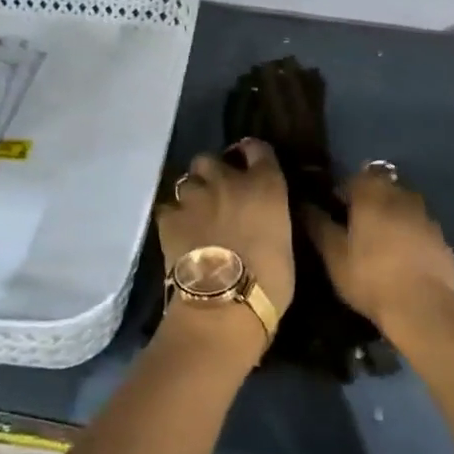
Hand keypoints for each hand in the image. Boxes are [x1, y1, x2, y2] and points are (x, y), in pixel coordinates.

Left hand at [156, 138, 295, 326]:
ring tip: (195, 216)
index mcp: (265, 185)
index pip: (258, 148)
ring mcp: (195, 196)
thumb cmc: (270, 282)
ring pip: (187, 181)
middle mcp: (228, 180)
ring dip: (192, 195)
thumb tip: (261, 218)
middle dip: (212, 173)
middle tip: (217, 195)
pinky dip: (173, 218)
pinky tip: (177, 234)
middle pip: (211, 158)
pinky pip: (168, 208)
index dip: (251, 154)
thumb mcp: (285, 241)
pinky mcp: (169, 216)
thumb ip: (270, 217)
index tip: (249, 165)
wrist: (224, 305)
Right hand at [305, 164, 453, 340]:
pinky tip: (404, 256)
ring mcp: (426, 217)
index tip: (335, 208)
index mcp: (373, 195)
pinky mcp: (442, 240)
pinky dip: (411, 233)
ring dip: (392, 213)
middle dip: (370, 198)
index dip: (343, 189)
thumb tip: (304, 205)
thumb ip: (318, 225)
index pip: (355, 176)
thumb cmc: (370, 278)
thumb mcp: (334, 255)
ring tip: (381, 238)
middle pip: (383, 185)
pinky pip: (421, 226)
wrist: (422, 309)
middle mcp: (402, 197)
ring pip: (405, 204)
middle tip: (357, 223)